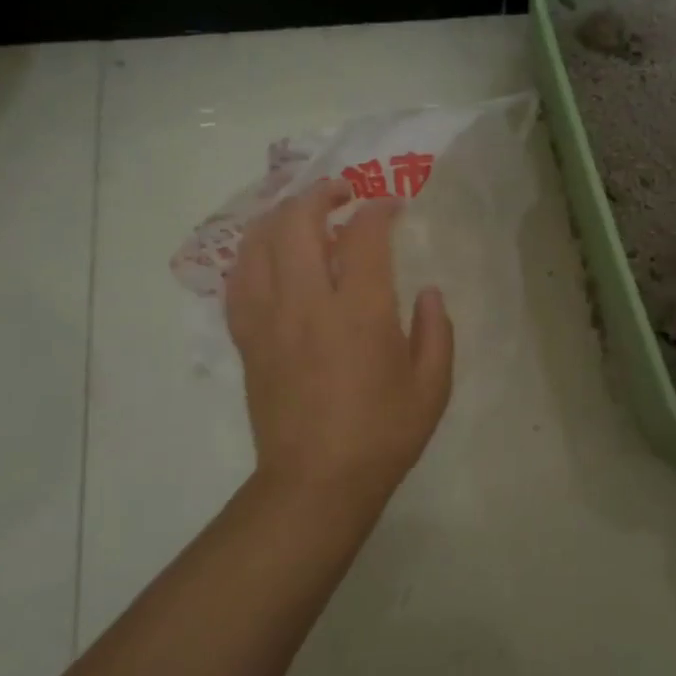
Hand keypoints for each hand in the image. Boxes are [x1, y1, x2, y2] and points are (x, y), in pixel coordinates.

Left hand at [224, 179, 454, 516]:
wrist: (316, 483)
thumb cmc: (383, 434)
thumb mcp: (433, 385)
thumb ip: (437, 330)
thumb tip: (430, 292)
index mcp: (360, 311)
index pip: (363, 235)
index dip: (378, 209)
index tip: (392, 206)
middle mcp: (307, 303)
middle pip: (297, 222)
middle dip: (320, 194)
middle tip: (343, 192)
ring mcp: (269, 319)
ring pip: (259, 243)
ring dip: (281, 215)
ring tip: (303, 212)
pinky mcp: (248, 339)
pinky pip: (239, 280)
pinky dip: (254, 253)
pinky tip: (269, 253)